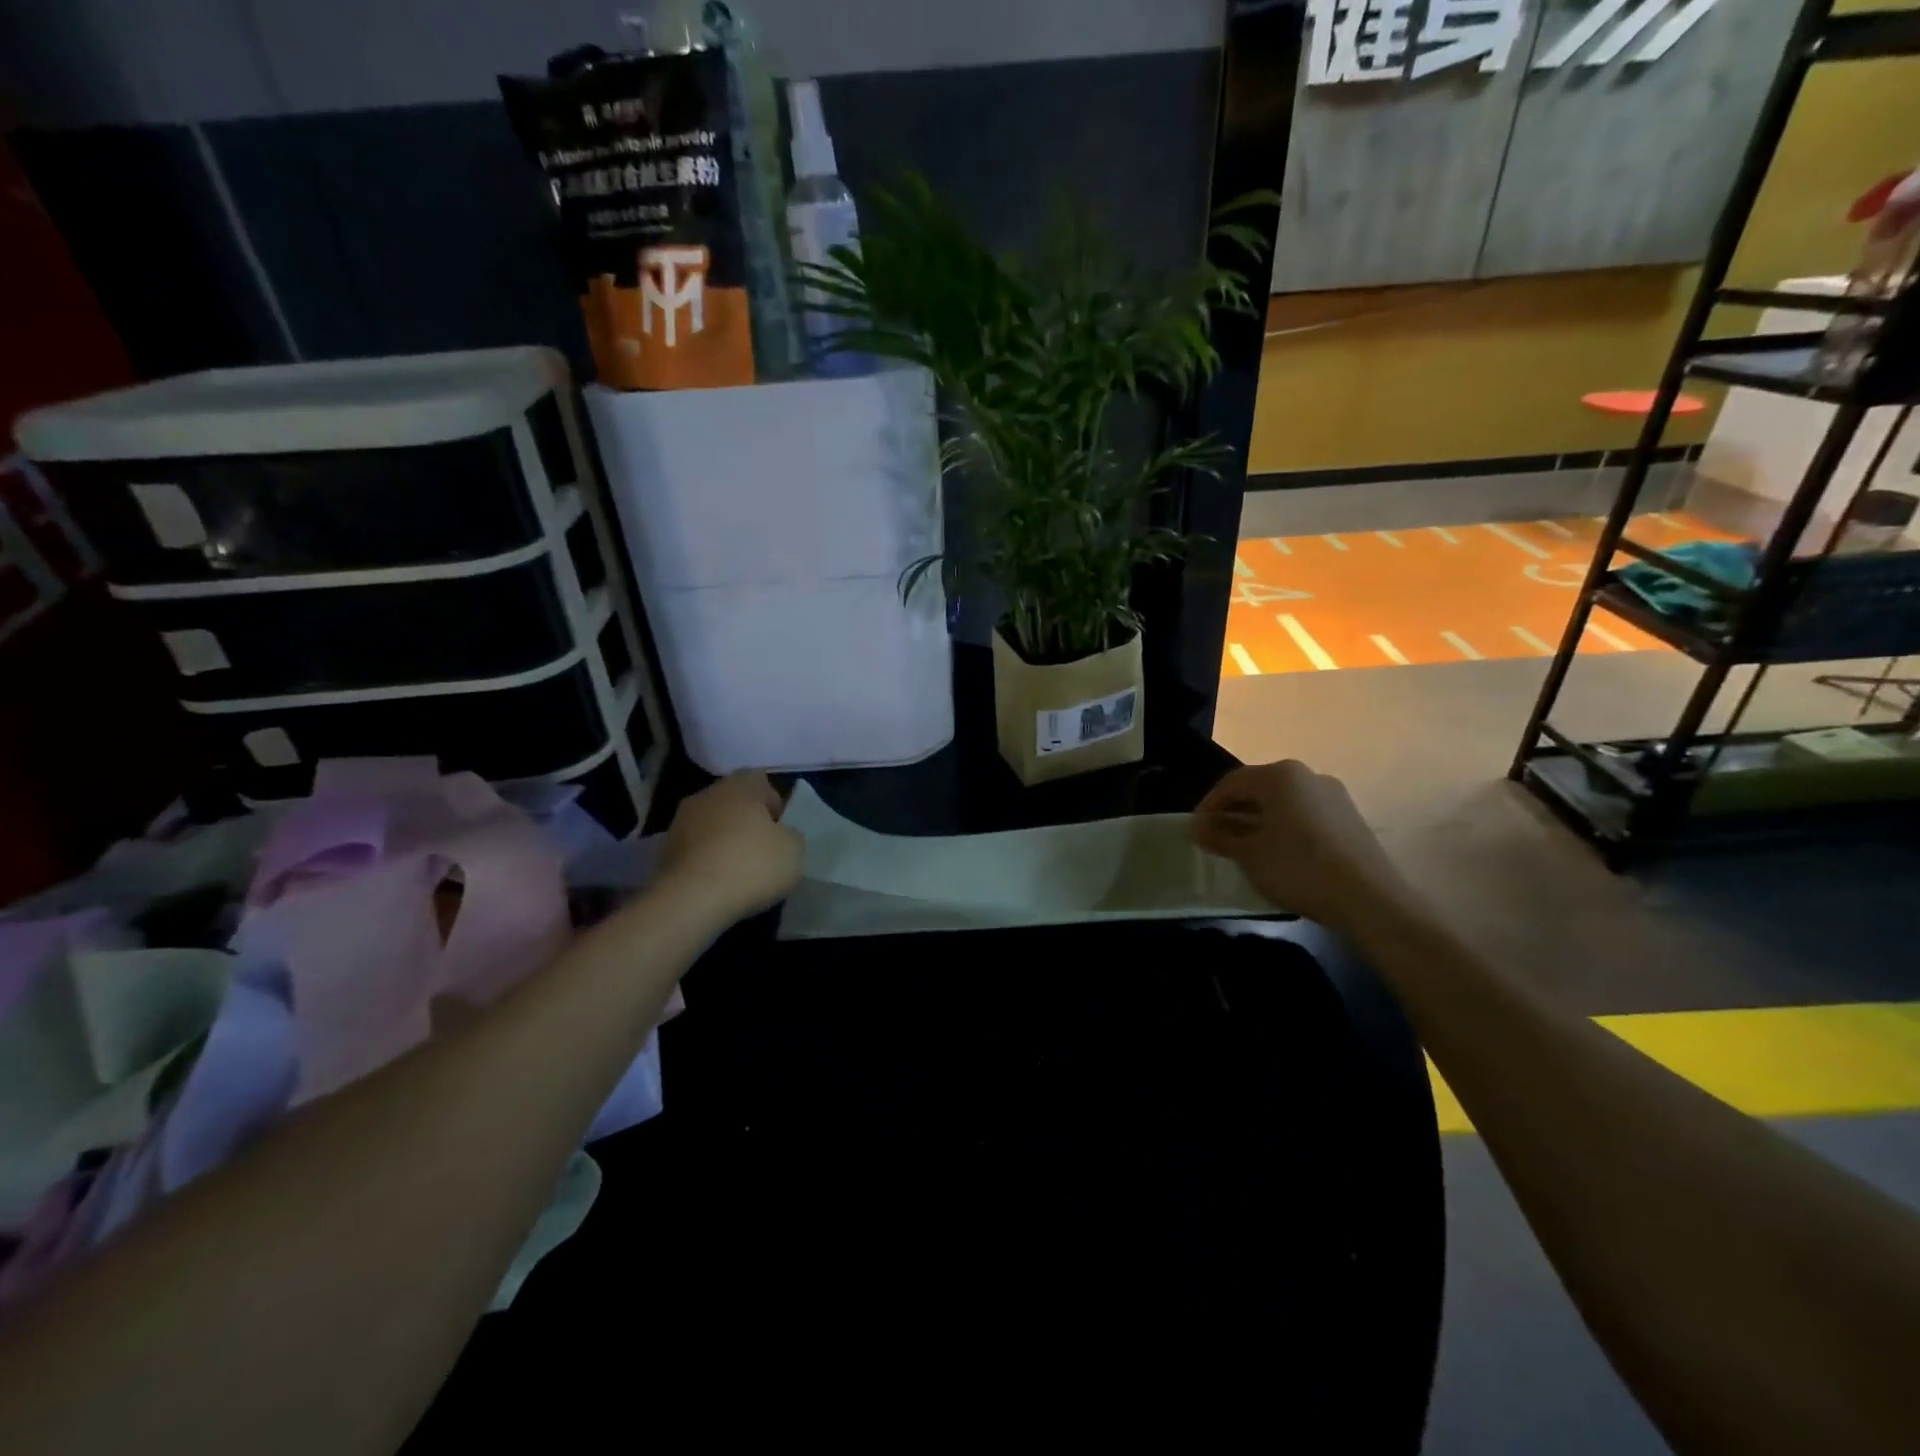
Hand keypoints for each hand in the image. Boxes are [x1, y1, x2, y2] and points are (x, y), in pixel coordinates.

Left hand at [659, 771, 804, 923]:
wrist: (691, 900)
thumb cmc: (751, 865)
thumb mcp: (794, 850)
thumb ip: (791, 835)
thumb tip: (781, 835)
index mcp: (740, 785)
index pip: (761, 781)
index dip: (773, 802)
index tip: (780, 829)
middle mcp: (707, 794)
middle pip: (733, 802)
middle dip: (747, 821)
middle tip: (762, 849)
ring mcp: (680, 821)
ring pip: (711, 825)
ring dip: (724, 840)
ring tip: (739, 870)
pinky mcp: (664, 851)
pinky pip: (695, 849)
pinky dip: (706, 860)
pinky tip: (718, 884)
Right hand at [1191, 760, 1403, 929]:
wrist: (1368, 898)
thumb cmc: (1297, 867)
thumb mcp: (1248, 854)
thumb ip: (1220, 837)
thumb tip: (1198, 828)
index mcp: (1280, 775)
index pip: (1232, 782)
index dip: (1209, 805)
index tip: (1197, 829)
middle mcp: (1308, 775)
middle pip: (1260, 788)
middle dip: (1235, 811)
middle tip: (1218, 837)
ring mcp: (1334, 796)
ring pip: (1285, 802)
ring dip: (1261, 820)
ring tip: (1247, 848)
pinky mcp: (1350, 818)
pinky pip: (1306, 815)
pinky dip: (1286, 828)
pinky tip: (1280, 854)